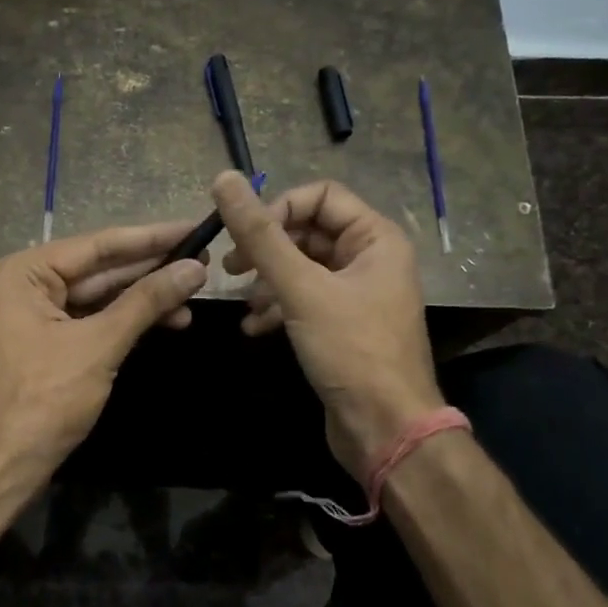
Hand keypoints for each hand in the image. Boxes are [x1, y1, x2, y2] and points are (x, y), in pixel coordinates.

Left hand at [0, 222, 208, 481]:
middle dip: (150, 269)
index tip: (193, 228)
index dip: (150, 238)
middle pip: (99, 269)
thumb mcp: (99, 345)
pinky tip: (166, 321)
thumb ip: (146, 302)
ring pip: (99, 298)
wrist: (1, 466)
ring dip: (144, 299)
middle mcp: (26, 285)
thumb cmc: (43, 399)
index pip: (98, 245)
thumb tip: (195, 269)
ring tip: (193, 295)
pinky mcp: (47, 345)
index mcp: (24, 273)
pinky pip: (92, 322)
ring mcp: (35, 316)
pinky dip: (126, 322)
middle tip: (203, 260)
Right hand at [213, 170, 442, 473]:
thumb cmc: (350, 350)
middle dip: (267, 249)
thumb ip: (260, 235)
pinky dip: (277, 308)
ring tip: (243, 304)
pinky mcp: (342, 326)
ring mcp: (356, 294)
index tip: (244, 238)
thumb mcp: (301, 288)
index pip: (319, 196)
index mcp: (375, 238)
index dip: (278, 210)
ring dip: (267, 282)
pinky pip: (303, 301)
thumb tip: (223, 178)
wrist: (384, 428)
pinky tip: (254, 328)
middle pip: (307, 232)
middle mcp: (369, 259)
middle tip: (230, 269)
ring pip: (301, 269)